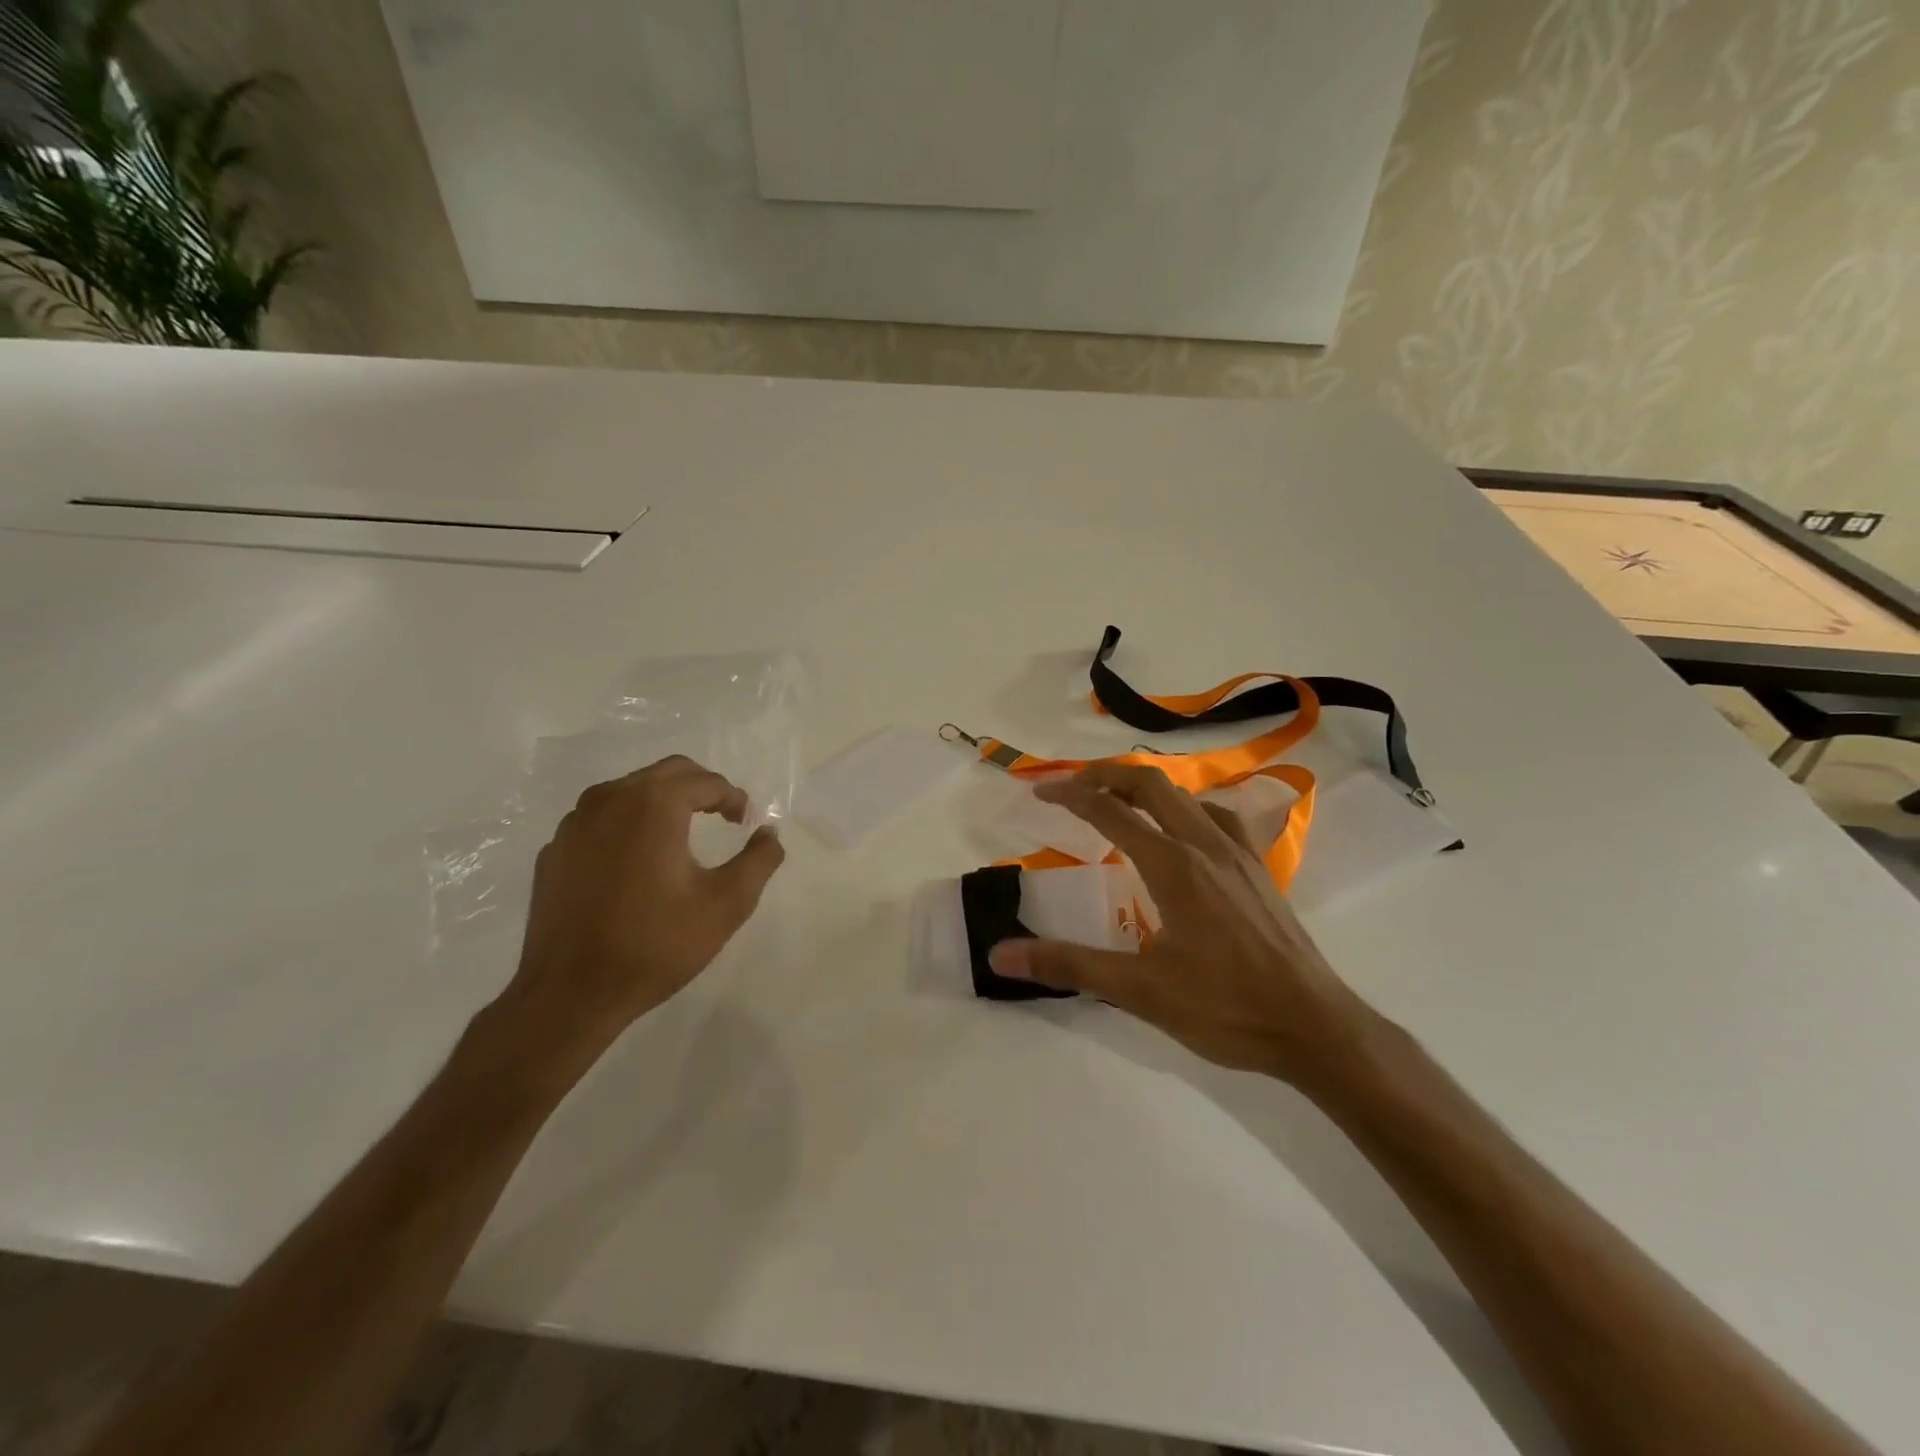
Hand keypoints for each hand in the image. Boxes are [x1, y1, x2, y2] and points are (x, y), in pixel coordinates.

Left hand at [502, 756, 784, 1066]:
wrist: (570, 994)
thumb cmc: (655, 944)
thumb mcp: (726, 904)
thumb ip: (759, 860)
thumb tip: (769, 832)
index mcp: (653, 805)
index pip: (705, 781)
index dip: (733, 798)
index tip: (746, 822)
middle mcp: (610, 799)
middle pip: (666, 773)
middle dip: (701, 789)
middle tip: (723, 817)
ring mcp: (574, 823)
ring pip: (629, 791)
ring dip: (662, 802)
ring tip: (682, 835)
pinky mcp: (554, 850)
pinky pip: (600, 819)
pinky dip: (627, 825)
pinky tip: (637, 861)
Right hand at [988, 764, 1376, 1084]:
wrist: (1316, 1027)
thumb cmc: (1226, 1008)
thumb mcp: (1140, 991)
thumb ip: (1070, 965)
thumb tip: (1002, 953)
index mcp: (1174, 864)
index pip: (1111, 812)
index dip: (1071, 796)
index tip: (1040, 792)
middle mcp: (1205, 844)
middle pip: (1151, 785)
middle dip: (1107, 776)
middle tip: (1073, 786)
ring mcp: (1238, 854)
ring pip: (1186, 796)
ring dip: (1146, 788)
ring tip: (1118, 802)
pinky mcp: (1259, 870)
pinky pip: (1218, 816)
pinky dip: (1186, 807)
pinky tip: (1183, 832)